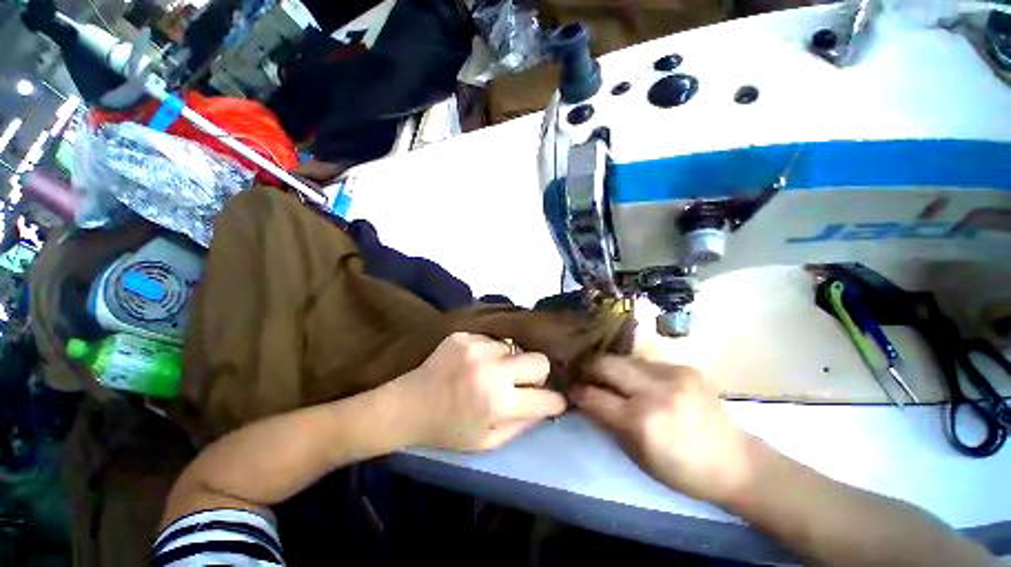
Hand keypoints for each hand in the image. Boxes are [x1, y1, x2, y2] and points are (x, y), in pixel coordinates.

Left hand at [394, 333, 566, 451]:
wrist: (408, 405)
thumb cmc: (448, 430)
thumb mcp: (487, 442)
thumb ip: (522, 425)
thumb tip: (546, 406)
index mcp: (498, 402)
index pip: (546, 398)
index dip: (555, 401)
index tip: (554, 400)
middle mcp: (492, 370)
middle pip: (539, 360)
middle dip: (538, 373)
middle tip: (524, 382)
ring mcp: (477, 347)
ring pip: (515, 347)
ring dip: (510, 361)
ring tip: (492, 372)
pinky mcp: (464, 336)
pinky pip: (492, 340)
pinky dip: (490, 352)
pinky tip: (474, 363)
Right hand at [571, 357, 753, 504]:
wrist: (734, 462)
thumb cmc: (681, 470)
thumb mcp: (637, 454)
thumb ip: (607, 422)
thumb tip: (583, 399)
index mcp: (642, 422)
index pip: (595, 396)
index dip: (577, 391)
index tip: (569, 388)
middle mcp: (655, 392)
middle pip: (607, 364)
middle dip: (589, 367)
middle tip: (583, 372)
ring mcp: (673, 375)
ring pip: (625, 358)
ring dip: (612, 367)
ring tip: (608, 375)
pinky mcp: (684, 367)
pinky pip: (646, 362)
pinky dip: (635, 369)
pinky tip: (638, 380)